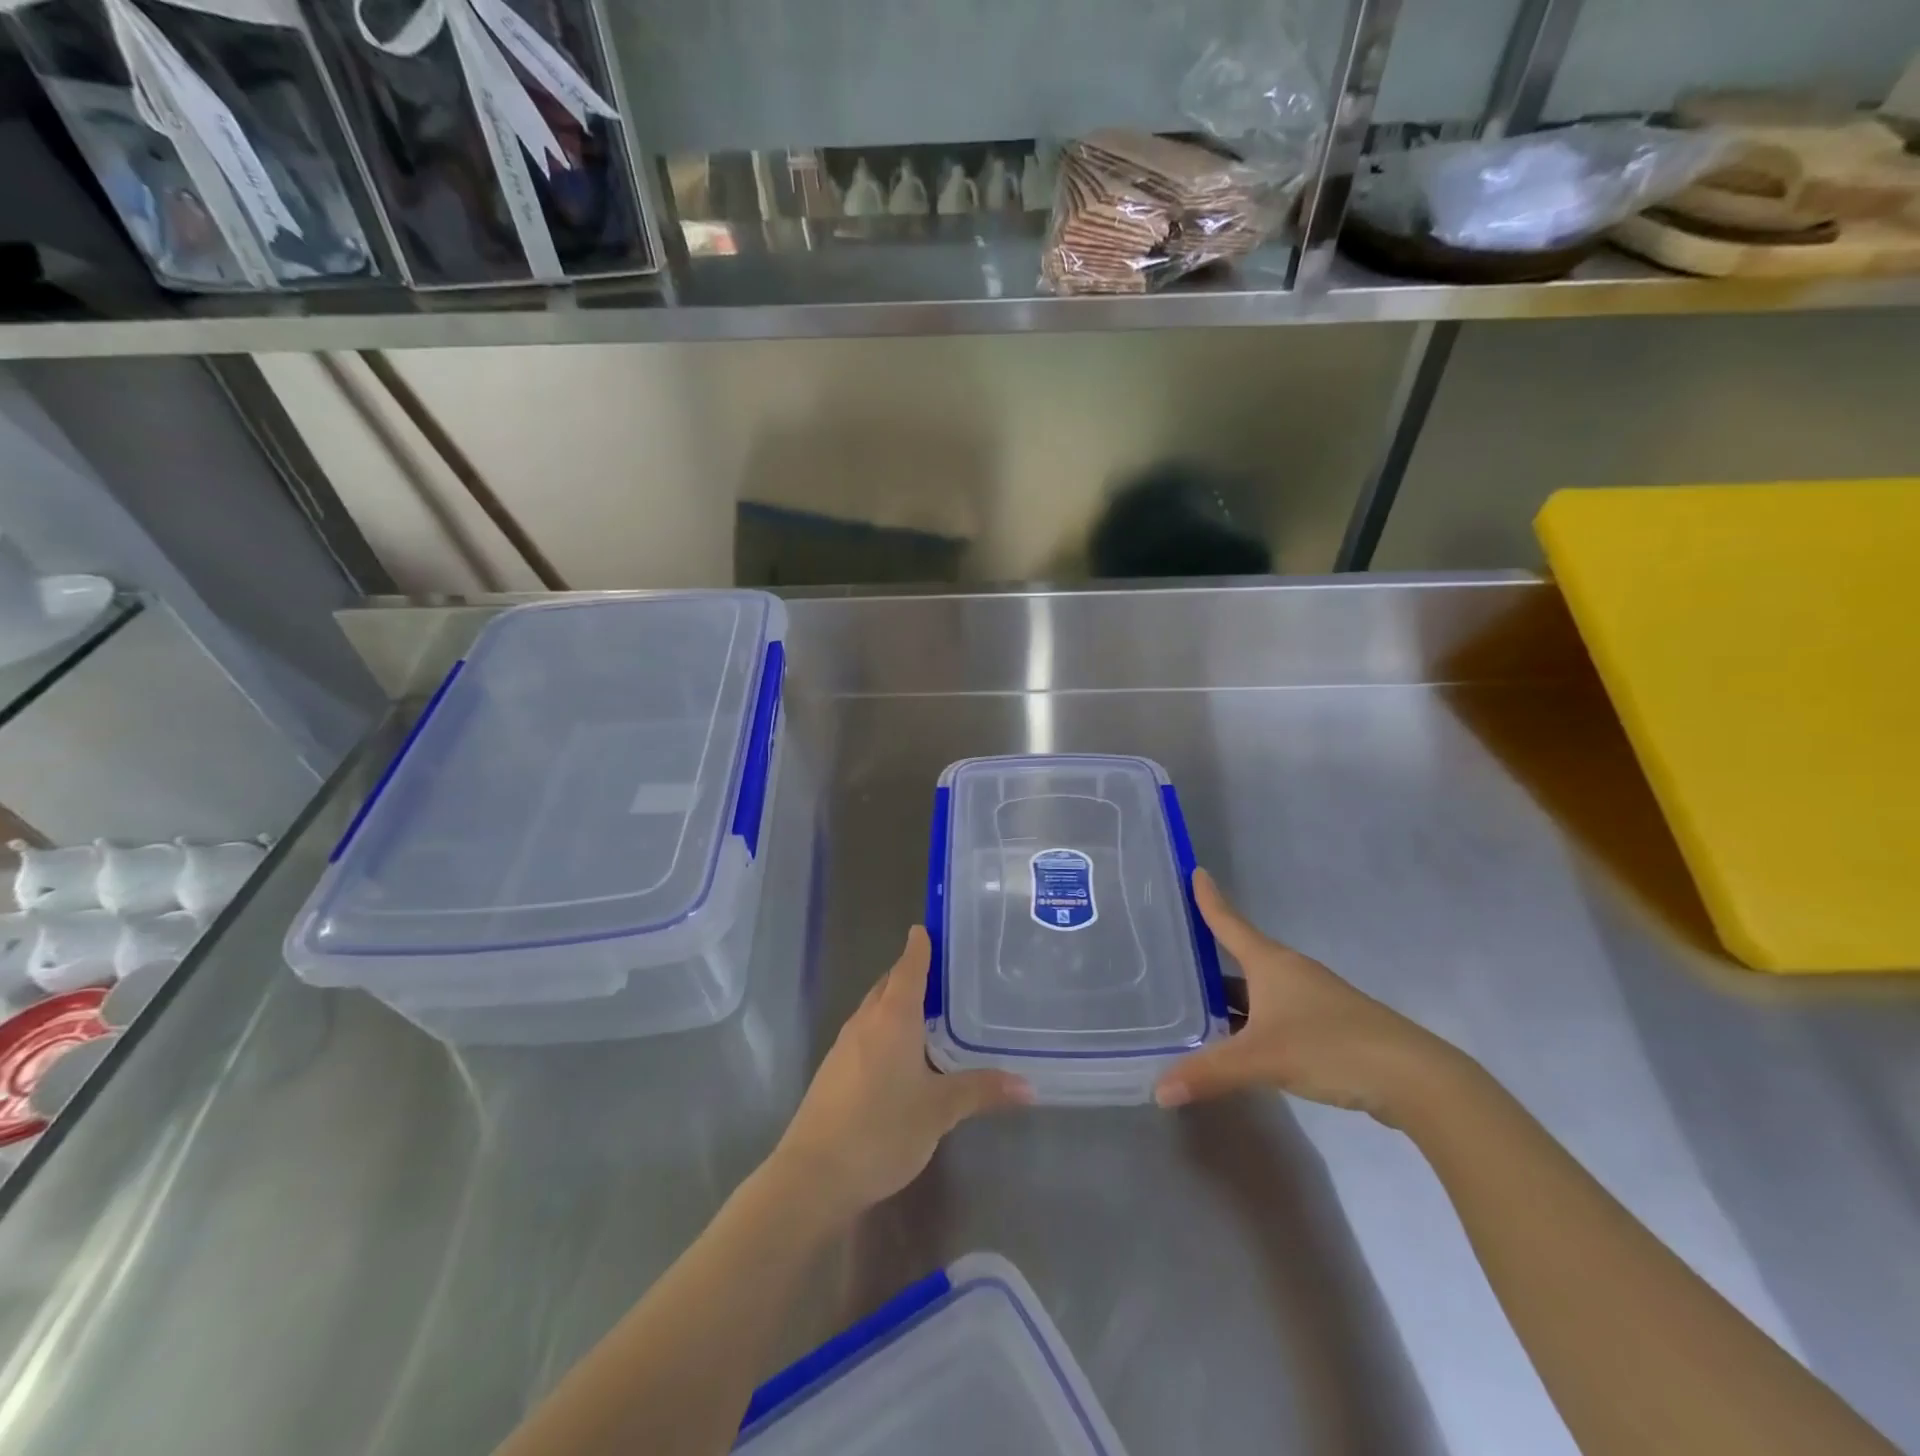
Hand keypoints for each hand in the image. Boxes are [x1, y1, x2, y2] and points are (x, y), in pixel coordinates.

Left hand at [768, 927, 1032, 1227]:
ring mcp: (844, 1046)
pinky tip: (900, 1055)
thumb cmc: (882, 1129)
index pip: (908, 968)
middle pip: (888, 985)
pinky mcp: (833, 1071)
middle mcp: (866, 1021)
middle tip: (941, 973)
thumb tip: (1027, 1086)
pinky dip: (884, 1030)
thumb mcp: (939, 1110)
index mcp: (893, 1017)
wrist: (813, 1174)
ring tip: (927, 1012)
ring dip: (896, 1004)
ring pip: (874, 1011)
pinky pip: (864, 1034)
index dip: (919, 947)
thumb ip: (981, 1091)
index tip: (927, 929)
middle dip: (909, 974)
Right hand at [1154, 869, 1457, 1124]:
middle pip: (1242, 958)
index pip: (1230, 922)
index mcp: (1271, 964)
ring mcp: (1313, 999)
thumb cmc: (1330, 1047)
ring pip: (1260, 990)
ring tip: (1197, 1007)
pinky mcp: (1329, 1027)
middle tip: (1174, 961)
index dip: (1210, 899)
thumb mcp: (1262, 1059)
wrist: (1413, 1078)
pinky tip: (1242, 1043)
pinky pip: (1277, 1013)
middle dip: (1210, 962)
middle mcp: (1290, 972)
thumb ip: (1209, 1073)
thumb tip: (1159, 1090)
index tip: (1195, 871)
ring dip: (1231, 997)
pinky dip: (1254, 1021)